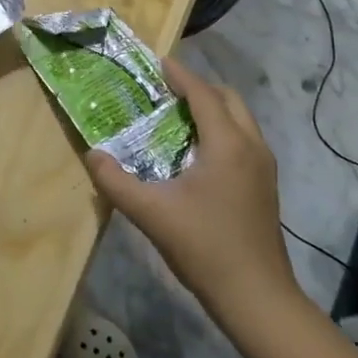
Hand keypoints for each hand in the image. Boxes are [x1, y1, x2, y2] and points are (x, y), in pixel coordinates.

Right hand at [84, 57, 302, 326]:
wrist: (257, 297)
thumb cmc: (205, 247)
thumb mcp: (151, 213)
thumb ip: (115, 181)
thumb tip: (92, 154)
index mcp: (227, 144)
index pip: (202, 94)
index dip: (179, 75)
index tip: (156, 61)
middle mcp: (251, 146)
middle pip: (227, 99)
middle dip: (198, 88)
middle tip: (164, 91)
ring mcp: (264, 166)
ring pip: (240, 119)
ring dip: (211, 109)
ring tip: (176, 117)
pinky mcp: (265, 185)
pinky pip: (243, 139)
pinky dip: (221, 130)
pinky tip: (195, 153)